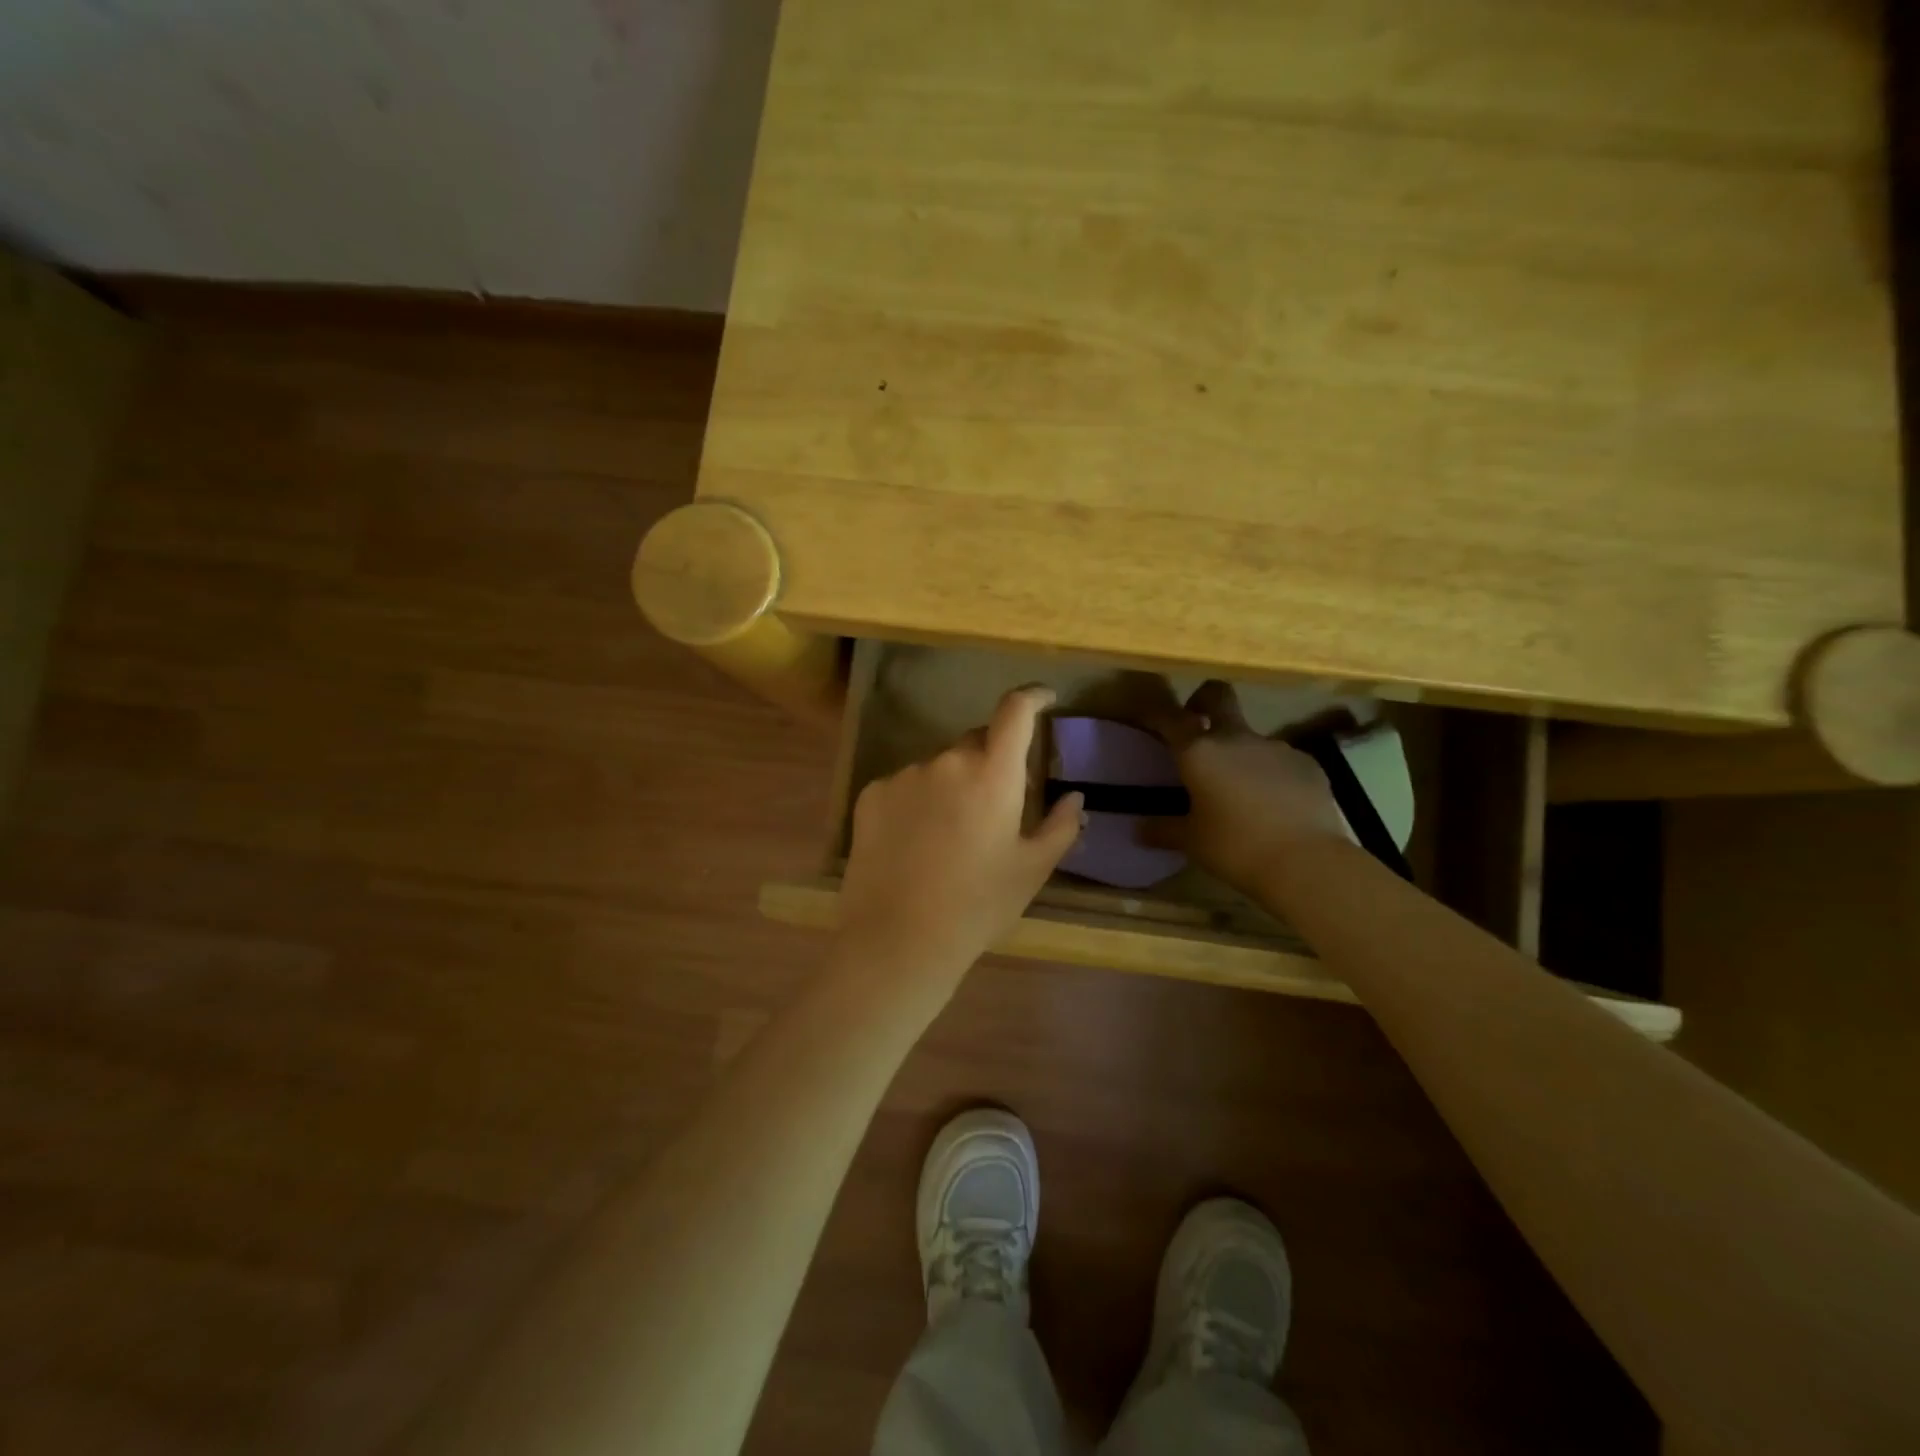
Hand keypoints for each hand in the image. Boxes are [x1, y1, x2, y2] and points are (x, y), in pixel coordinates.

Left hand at [835, 685, 1084, 994]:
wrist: (897, 939)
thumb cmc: (977, 906)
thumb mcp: (1031, 871)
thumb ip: (1060, 827)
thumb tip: (1074, 798)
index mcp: (993, 774)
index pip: (1015, 712)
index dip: (1032, 697)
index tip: (1043, 699)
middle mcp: (947, 762)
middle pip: (976, 742)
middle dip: (991, 761)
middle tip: (995, 806)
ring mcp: (905, 776)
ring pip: (939, 767)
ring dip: (951, 784)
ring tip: (950, 836)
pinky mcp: (871, 794)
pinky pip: (905, 785)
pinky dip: (917, 801)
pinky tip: (915, 843)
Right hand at [1144, 680, 1347, 895]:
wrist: (1307, 862)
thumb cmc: (1236, 848)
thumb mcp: (1192, 842)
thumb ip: (1163, 830)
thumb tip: (1139, 829)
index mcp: (1199, 752)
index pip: (1171, 717)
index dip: (1158, 714)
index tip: (1150, 720)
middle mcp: (1236, 738)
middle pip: (1218, 696)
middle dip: (1204, 701)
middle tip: (1197, 725)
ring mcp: (1276, 747)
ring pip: (1250, 735)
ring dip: (1239, 751)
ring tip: (1239, 788)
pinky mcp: (1308, 764)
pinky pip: (1280, 760)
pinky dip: (1271, 774)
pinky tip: (1274, 804)